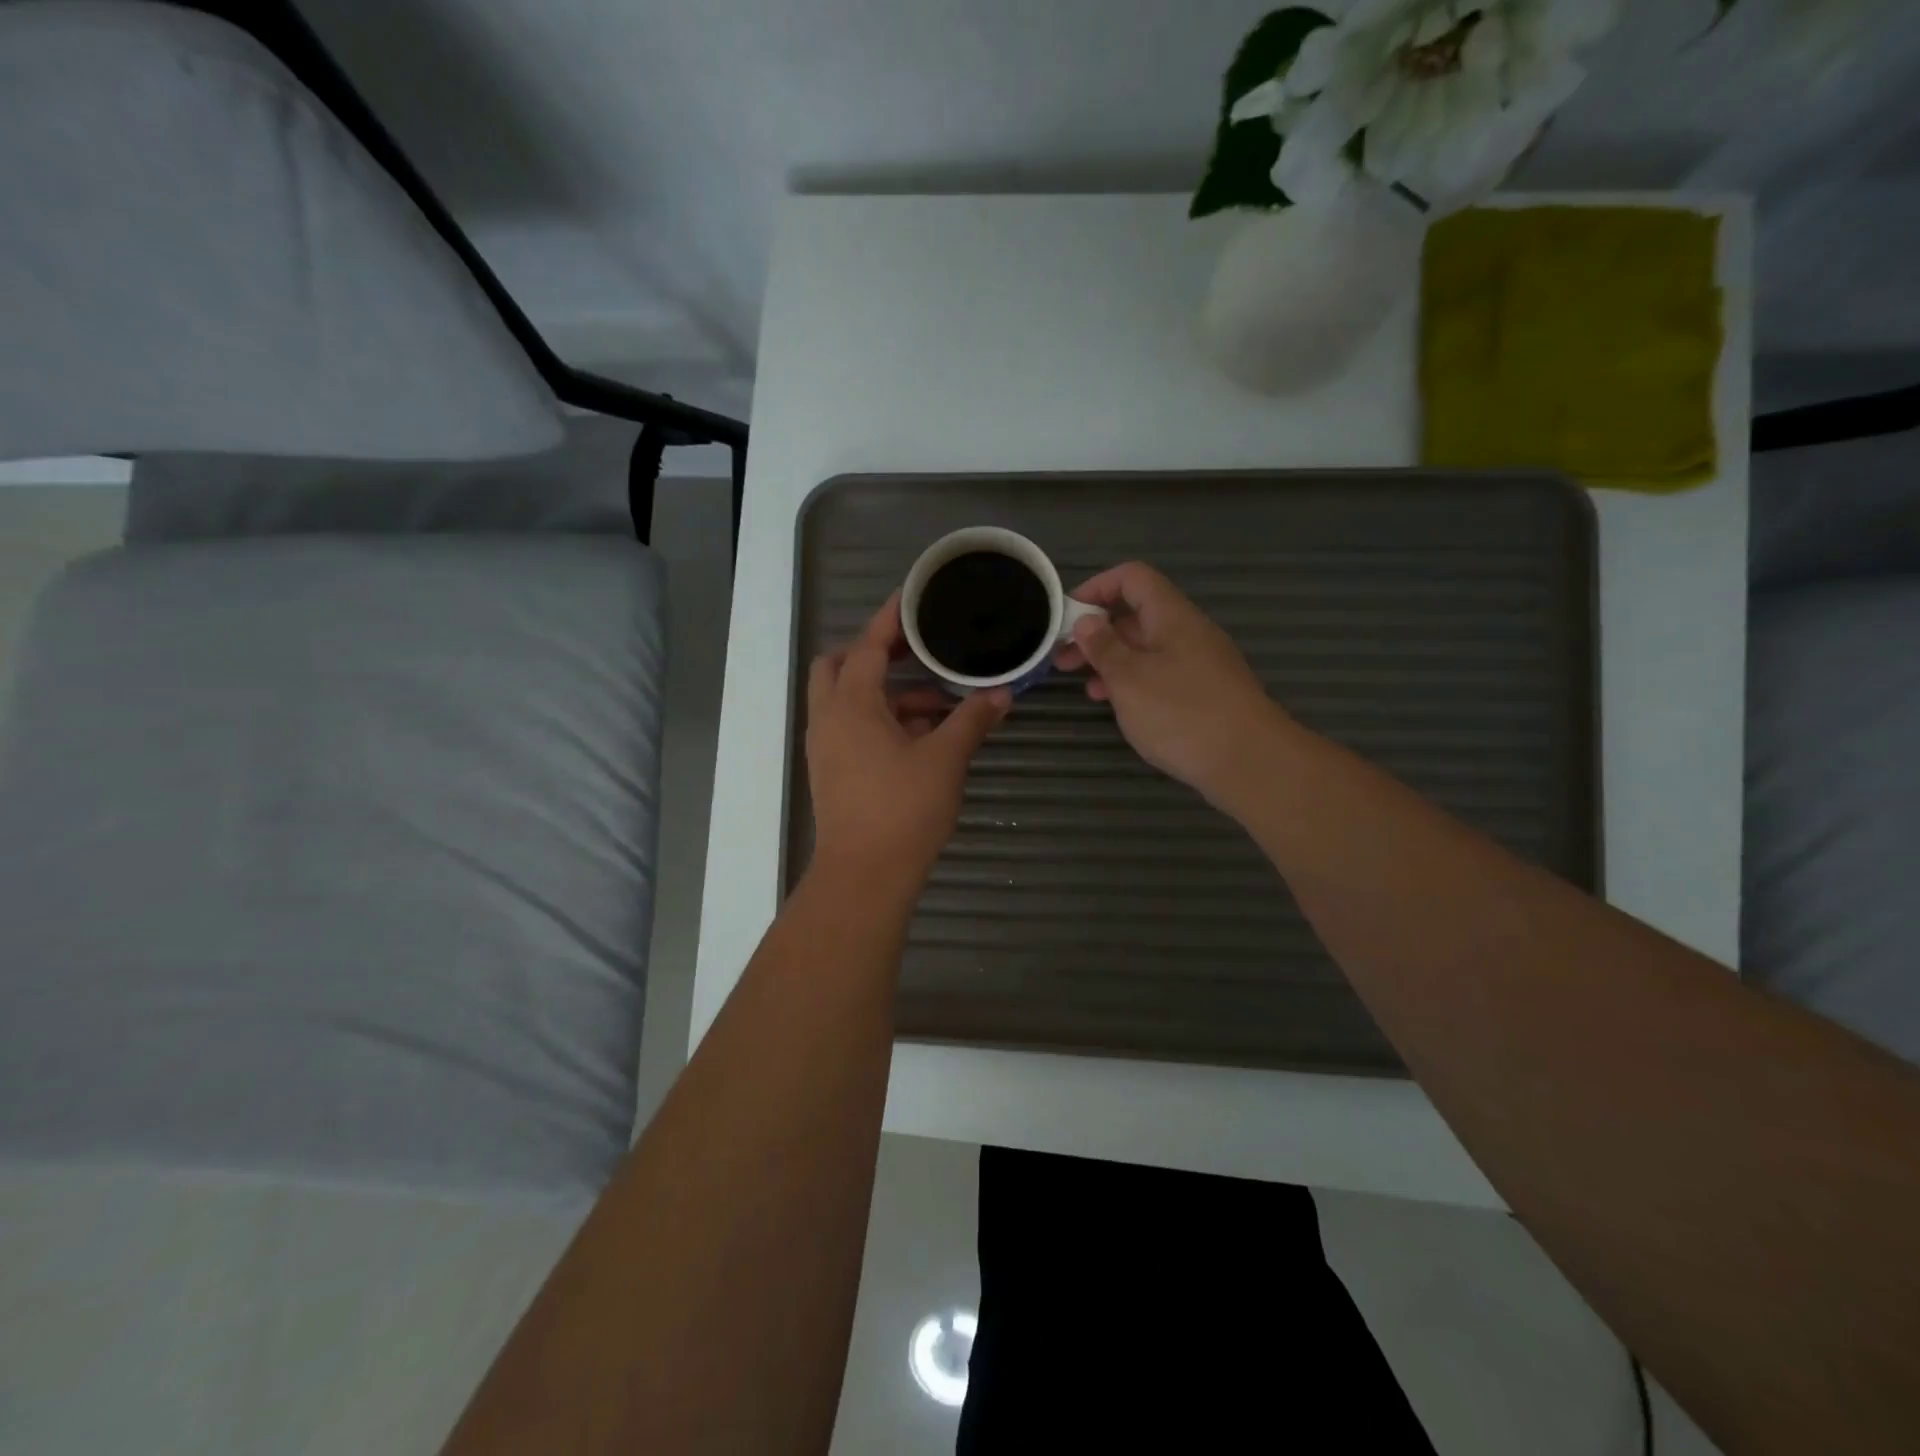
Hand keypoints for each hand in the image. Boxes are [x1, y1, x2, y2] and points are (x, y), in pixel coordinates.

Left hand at [807, 594, 1010, 889]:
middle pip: (841, 665)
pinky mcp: (833, 770)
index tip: (913, 596)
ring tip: (939, 700)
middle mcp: (829, 718)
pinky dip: (882, 719)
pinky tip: (923, 734)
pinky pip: (853, 727)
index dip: (891, 618)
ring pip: (849, 700)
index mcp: (851, 704)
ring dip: (887, 692)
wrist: (864, 875)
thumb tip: (1002, 694)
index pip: (868, 645)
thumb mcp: (946, 759)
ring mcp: (826, 746)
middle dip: (876, 652)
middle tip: (918, 649)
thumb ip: (972, 720)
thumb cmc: (903, 810)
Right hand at [1054, 562, 1285, 805]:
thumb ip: (1104, 647)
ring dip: (1110, 660)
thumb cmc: (1182, 713)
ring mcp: (1198, 663)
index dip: (1096, 587)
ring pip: (1145, 648)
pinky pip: (1159, 674)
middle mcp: (1186, 631)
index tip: (1067, 616)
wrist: (1249, 761)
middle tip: (1061, 658)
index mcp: (1170, 615)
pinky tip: (1115, 704)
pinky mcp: (1202, 693)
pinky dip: (1132, 682)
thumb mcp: (1129, 678)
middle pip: (1136, 614)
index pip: (1132, 577)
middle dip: (1095, 631)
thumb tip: (1087, 621)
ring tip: (1083, 684)